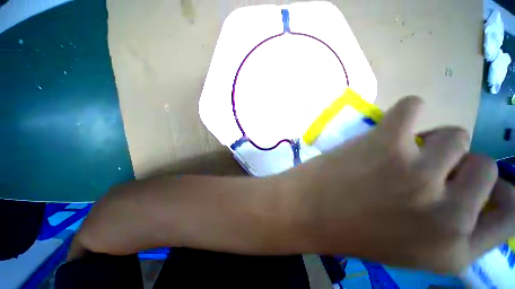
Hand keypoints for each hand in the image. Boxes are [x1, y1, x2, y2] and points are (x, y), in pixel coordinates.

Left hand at [284, 96, 514, 272]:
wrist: (306, 211)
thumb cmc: (351, 228)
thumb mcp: (410, 243)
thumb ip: (448, 224)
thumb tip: (474, 184)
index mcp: (453, 251)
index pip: (510, 218)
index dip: (506, 195)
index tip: (490, 183)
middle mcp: (448, 218)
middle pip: (485, 166)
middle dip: (458, 163)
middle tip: (425, 166)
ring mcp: (419, 177)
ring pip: (454, 135)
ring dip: (430, 139)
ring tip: (399, 151)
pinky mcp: (386, 146)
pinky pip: (413, 106)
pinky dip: (407, 110)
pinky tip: (391, 124)